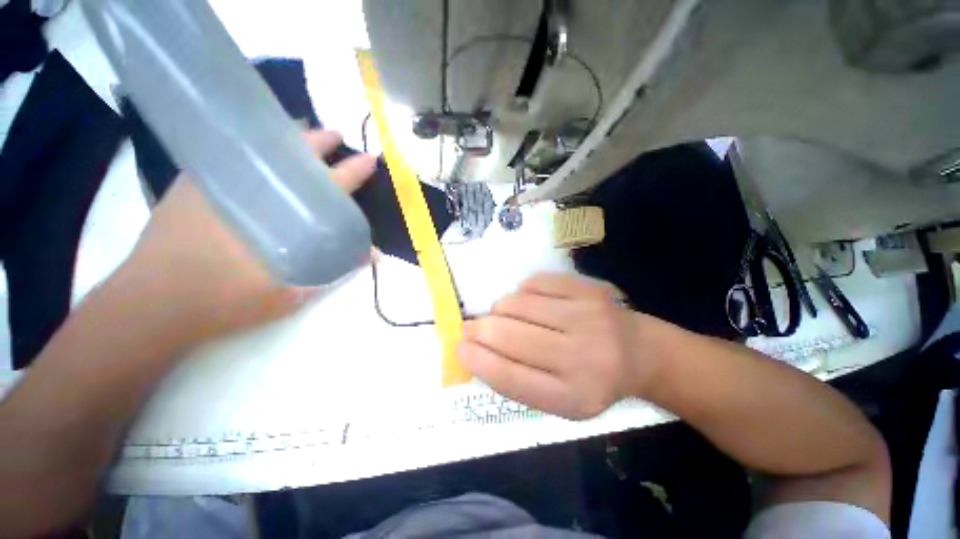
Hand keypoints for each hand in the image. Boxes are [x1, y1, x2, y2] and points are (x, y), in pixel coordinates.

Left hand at [116, 130, 375, 344]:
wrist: (153, 302)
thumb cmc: (226, 300)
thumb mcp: (291, 293)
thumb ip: (333, 273)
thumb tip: (371, 256)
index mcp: (283, 214)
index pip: (330, 186)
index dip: (354, 171)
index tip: (369, 159)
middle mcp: (253, 188)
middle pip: (293, 154)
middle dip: (319, 141)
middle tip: (335, 136)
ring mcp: (218, 181)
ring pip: (260, 147)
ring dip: (284, 138)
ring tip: (300, 131)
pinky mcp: (192, 184)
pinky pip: (226, 153)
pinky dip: (247, 146)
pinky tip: (255, 149)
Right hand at [458, 273, 652, 418]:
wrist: (639, 351)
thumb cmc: (591, 380)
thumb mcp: (557, 399)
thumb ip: (516, 381)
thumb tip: (473, 351)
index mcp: (572, 397)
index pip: (510, 378)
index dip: (477, 360)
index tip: (458, 347)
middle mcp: (582, 357)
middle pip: (510, 335)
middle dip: (479, 329)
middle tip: (469, 327)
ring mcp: (587, 317)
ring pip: (517, 303)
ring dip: (500, 310)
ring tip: (507, 316)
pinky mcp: (587, 289)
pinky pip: (534, 283)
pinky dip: (522, 292)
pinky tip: (531, 303)